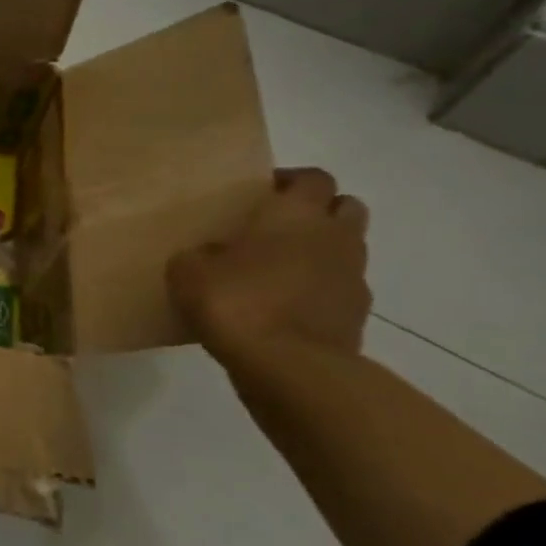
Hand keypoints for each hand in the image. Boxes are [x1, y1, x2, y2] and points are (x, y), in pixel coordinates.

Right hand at [168, 167, 370, 362]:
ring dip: (320, 253)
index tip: (261, 193)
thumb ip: (200, 254)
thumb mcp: (188, 271)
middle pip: (344, 207)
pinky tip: (285, 308)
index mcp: (295, 214)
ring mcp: (353, 277)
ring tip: (278, 270)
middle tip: (278, 228)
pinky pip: (339, 291)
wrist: (289, 367)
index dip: (290, 181)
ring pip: (346, 249)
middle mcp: (334, 236)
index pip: (311, 178)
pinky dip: (320, 292)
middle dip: (319, 211)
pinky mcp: (357, 316)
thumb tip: (211, 255)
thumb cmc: (236, 302)